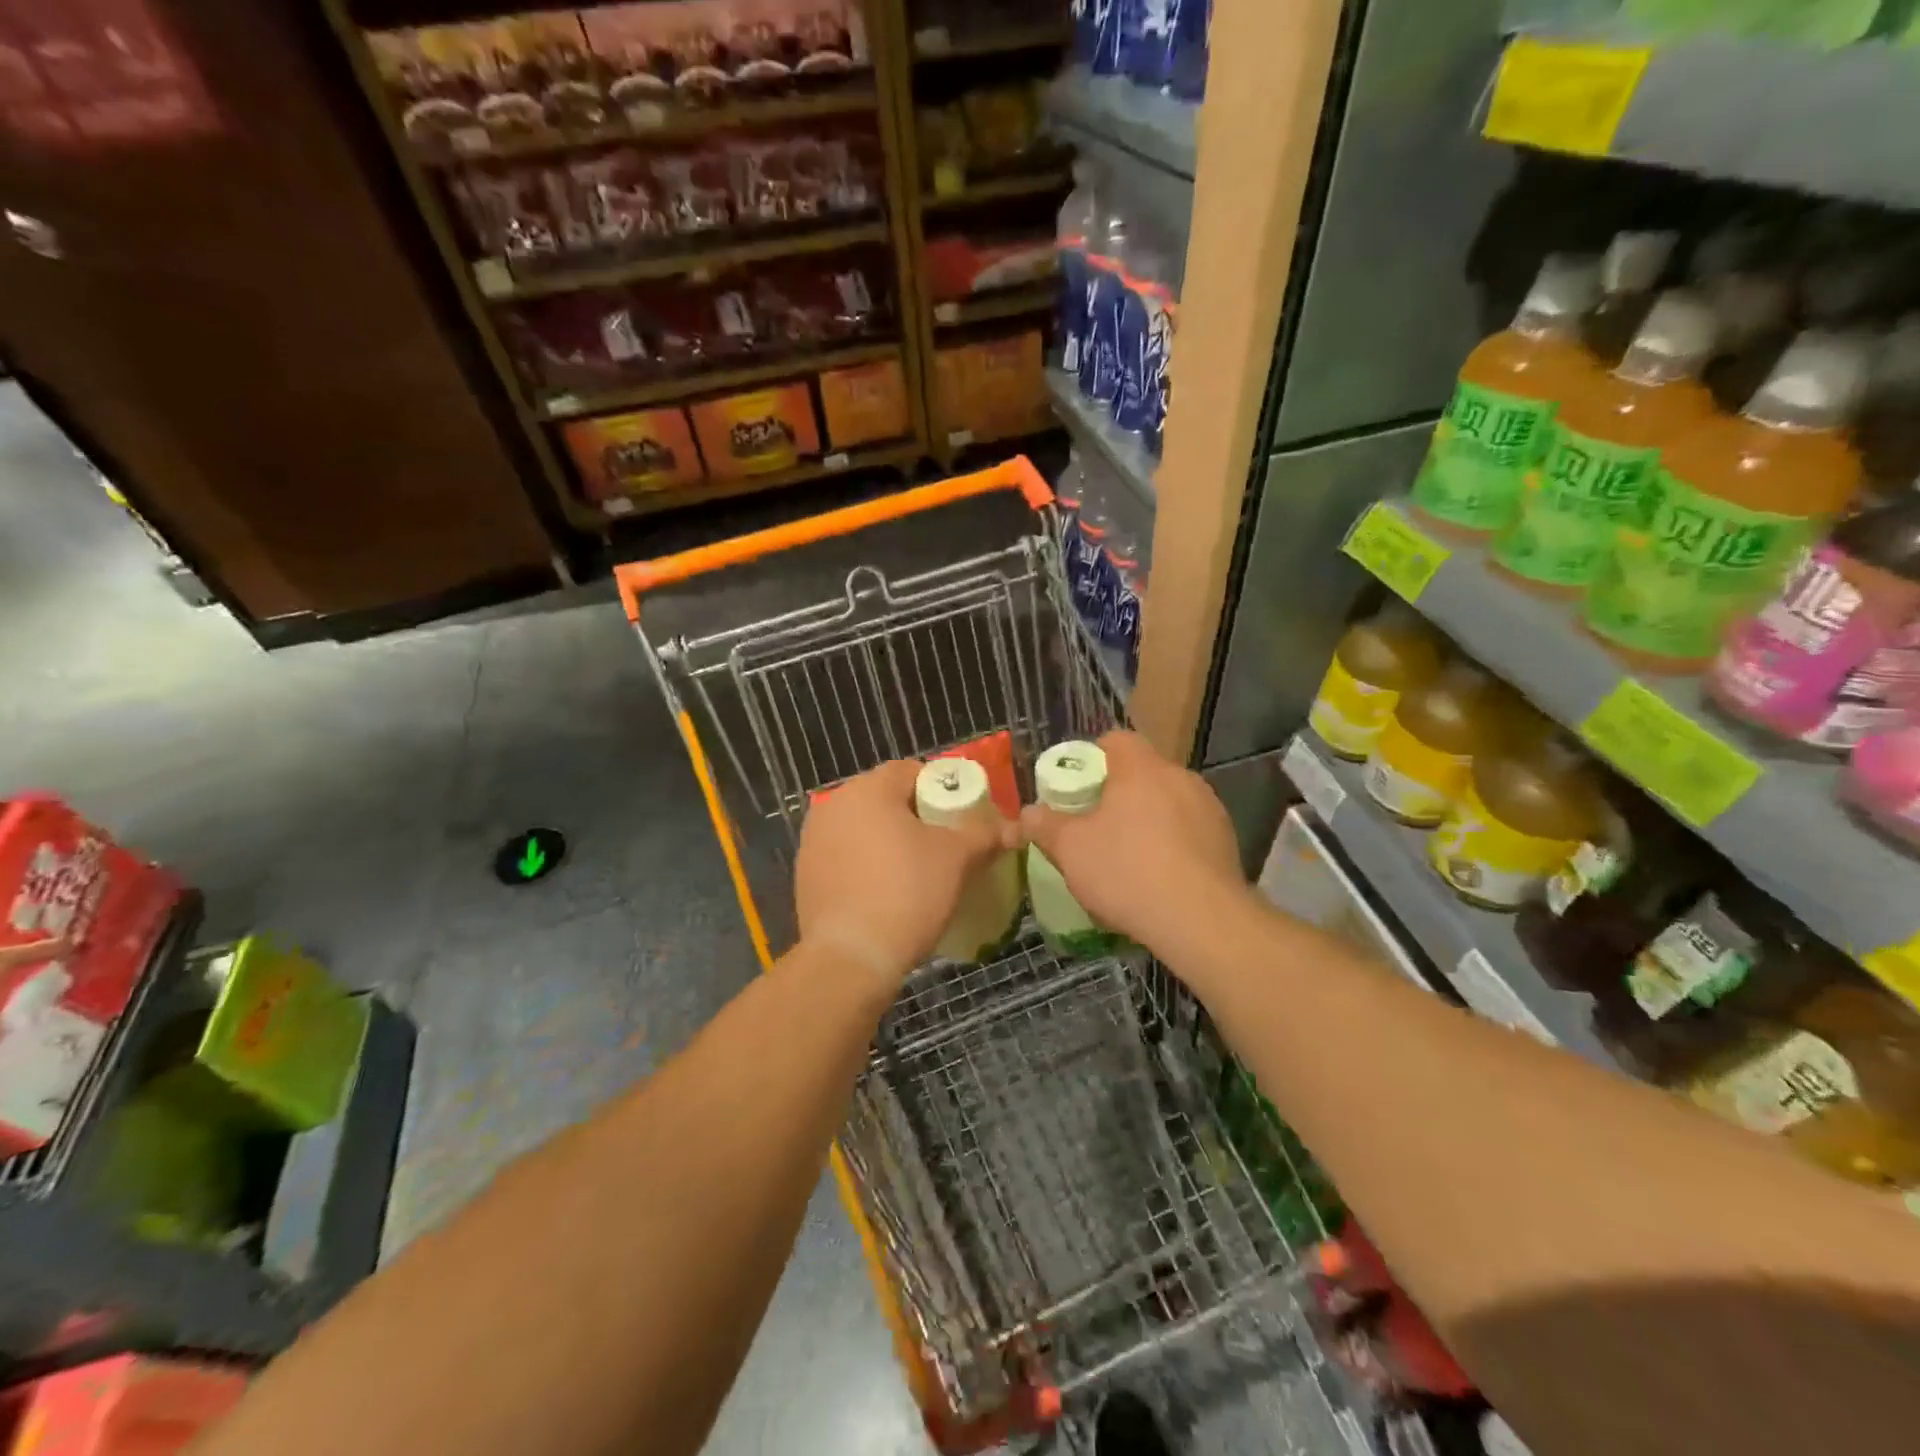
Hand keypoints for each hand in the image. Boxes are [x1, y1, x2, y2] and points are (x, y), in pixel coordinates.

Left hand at [795, 759, 1014, 988]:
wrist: (851, 958)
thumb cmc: (907, 893)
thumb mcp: (956, 859)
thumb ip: (985, 834)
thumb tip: (1013, 828)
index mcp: (868, 789)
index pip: (911, 771)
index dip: (942, 789)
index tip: (961, 816)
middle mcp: (833, 805)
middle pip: (885, 799)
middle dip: (916, 817)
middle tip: (944, 844)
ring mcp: (813, 841)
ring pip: (864, 829)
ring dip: (889, 841)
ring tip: (917, 871)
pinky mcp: (805, 875)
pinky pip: (846, 857)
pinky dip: (867, 865)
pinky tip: (886, 892)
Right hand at [1020, 730, 1247, 956]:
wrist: (1202, 921)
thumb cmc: (1127, 872)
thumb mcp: (1070, 850)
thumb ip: (1045, 825)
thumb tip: (1028, 813)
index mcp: (1142, 768)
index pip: (1115, 740)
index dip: (1091, 758)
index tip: (1076, 788)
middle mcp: (1180, 777)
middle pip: (1142, 772)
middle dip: (1118, 794)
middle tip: (1095, 826)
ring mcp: (1209, 808)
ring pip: (1167, 802)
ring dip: (1147, 820)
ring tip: (1128, 857)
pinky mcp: (1226, 840)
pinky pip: (1189, 831)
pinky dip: (1172, 844)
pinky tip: (1159, 877)